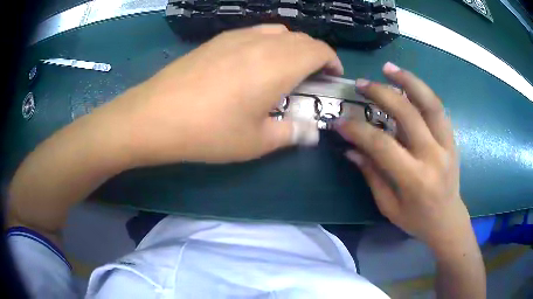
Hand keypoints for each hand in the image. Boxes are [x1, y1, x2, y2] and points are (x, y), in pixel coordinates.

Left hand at [98, 24, 341, 165]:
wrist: (155, 115)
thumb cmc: (209, 132)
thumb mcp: (256, 141)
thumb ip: (291, 133)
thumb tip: (312, 133)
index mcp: (279, 65)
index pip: (318, 50)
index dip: (331, 60)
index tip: (333, 76)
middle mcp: (262, 43)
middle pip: (300, 38)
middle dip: (314, 54)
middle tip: (311, 77)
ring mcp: (236, 37)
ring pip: (277, 32)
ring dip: (291, 46)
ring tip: (285, 68)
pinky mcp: (217, 40)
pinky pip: (254, 32)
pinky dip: (267, 43)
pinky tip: (254, 62)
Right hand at [336, 62, 471, 249]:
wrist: (448, 220)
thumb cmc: (417, 220)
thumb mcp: (389, 206)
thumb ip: (372, 175)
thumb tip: (352, 149)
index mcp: (415, 179)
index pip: (382, 145)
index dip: (358, 130)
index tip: (340, 121)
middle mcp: (433, 157)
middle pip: (408, 114)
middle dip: (382, 94)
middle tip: (362, 84)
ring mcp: (447, 145)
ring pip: (430, 103)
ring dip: (409, 81)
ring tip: (389, 68)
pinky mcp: (452, 140)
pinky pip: (438, 109)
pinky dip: (423, 92)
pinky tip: (409, 84)